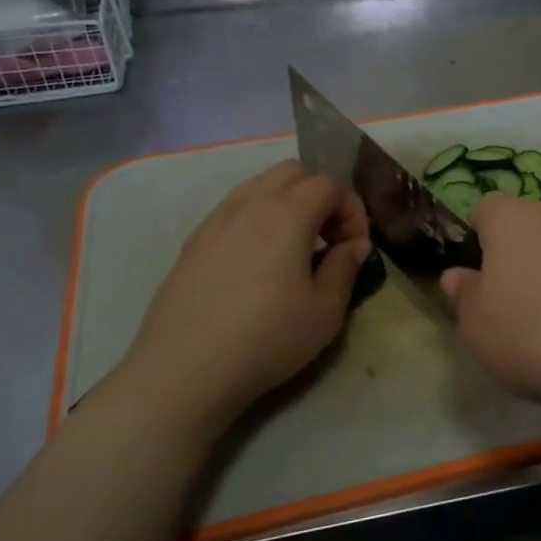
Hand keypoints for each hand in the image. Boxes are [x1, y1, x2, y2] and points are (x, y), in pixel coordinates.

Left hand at [119, 160, 370, 418]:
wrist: (185, 369)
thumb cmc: (267, 338)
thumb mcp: (325, 311)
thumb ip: (344, 268)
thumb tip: (354, 245)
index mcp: (286, 214)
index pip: (330, 184)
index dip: (352, 209)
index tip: (355, 247)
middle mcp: (248, 204)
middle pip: (293, 172)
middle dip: (320, 195)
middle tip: (328, 237)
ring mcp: (215, 220)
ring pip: (259, 186)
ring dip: (288, 203)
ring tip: (294, 248)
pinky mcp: (193, 242)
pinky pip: (234, 210)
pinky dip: (258, 219)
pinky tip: (258, 262)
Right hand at [439, 192, 540, 421]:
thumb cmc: (539, 332)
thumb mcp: (479, 329)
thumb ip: (464, 298)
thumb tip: (458, 276)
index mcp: (512, 220)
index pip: (486, 208)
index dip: (477, 238)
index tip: (479, 278)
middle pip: (532, 229)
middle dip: (522, 262)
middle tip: (518, 311)